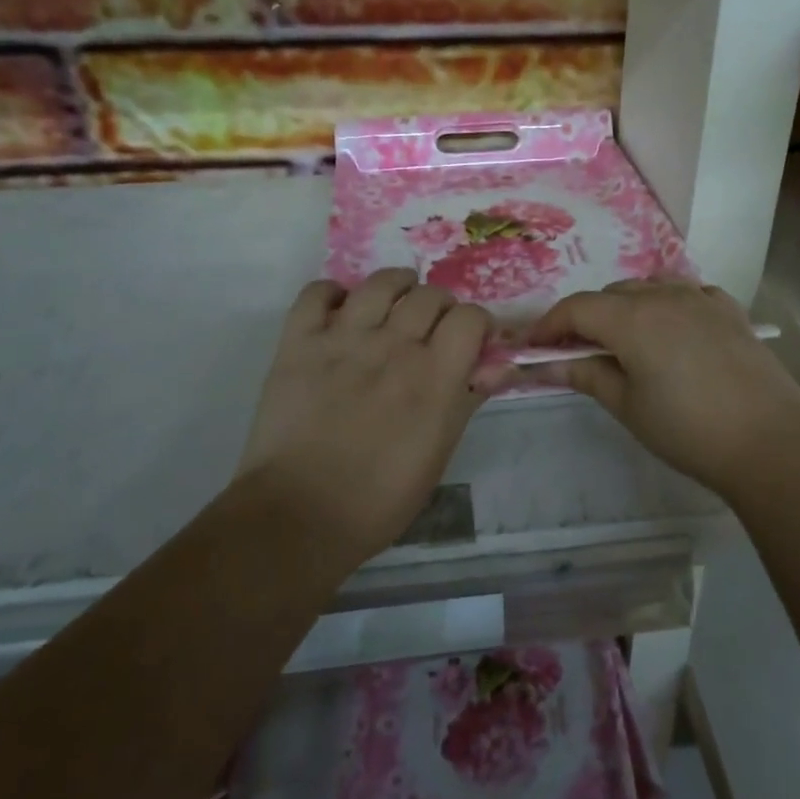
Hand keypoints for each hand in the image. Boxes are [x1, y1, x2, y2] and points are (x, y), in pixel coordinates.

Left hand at [240, 269, 494, 561]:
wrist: (299, 515)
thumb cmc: (380, 498)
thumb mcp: (438, 453)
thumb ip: (468, 399)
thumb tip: (501, 365)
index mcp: (434, 376)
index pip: (470, 317)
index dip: (476, 324)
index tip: (472, 341)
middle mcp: (393, 345)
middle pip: (429, 295)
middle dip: (440, 307)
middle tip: (432, 329)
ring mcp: (343, 339)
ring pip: (380, 283)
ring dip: (396, 286)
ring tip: (396, 299)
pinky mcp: (299, 342)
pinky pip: (317, 292)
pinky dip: (332, 293)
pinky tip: (341, 309)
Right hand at [525, 278, 799, 500]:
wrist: (771, 441)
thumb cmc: (688, 430)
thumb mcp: (628, 405)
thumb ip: (586, 374)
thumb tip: (549, 363)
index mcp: (632, 318)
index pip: (576, 308)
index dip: (549, 325)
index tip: (534, 347)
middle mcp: (664, 295)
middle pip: (611, 294)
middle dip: (586, 318)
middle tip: (577, 352)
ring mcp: (701, 298)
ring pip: (648, 287)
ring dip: (626, 307)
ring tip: (624, 342)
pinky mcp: (729, 309)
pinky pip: (686, 293)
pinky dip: (666, 304)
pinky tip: (671, 330)